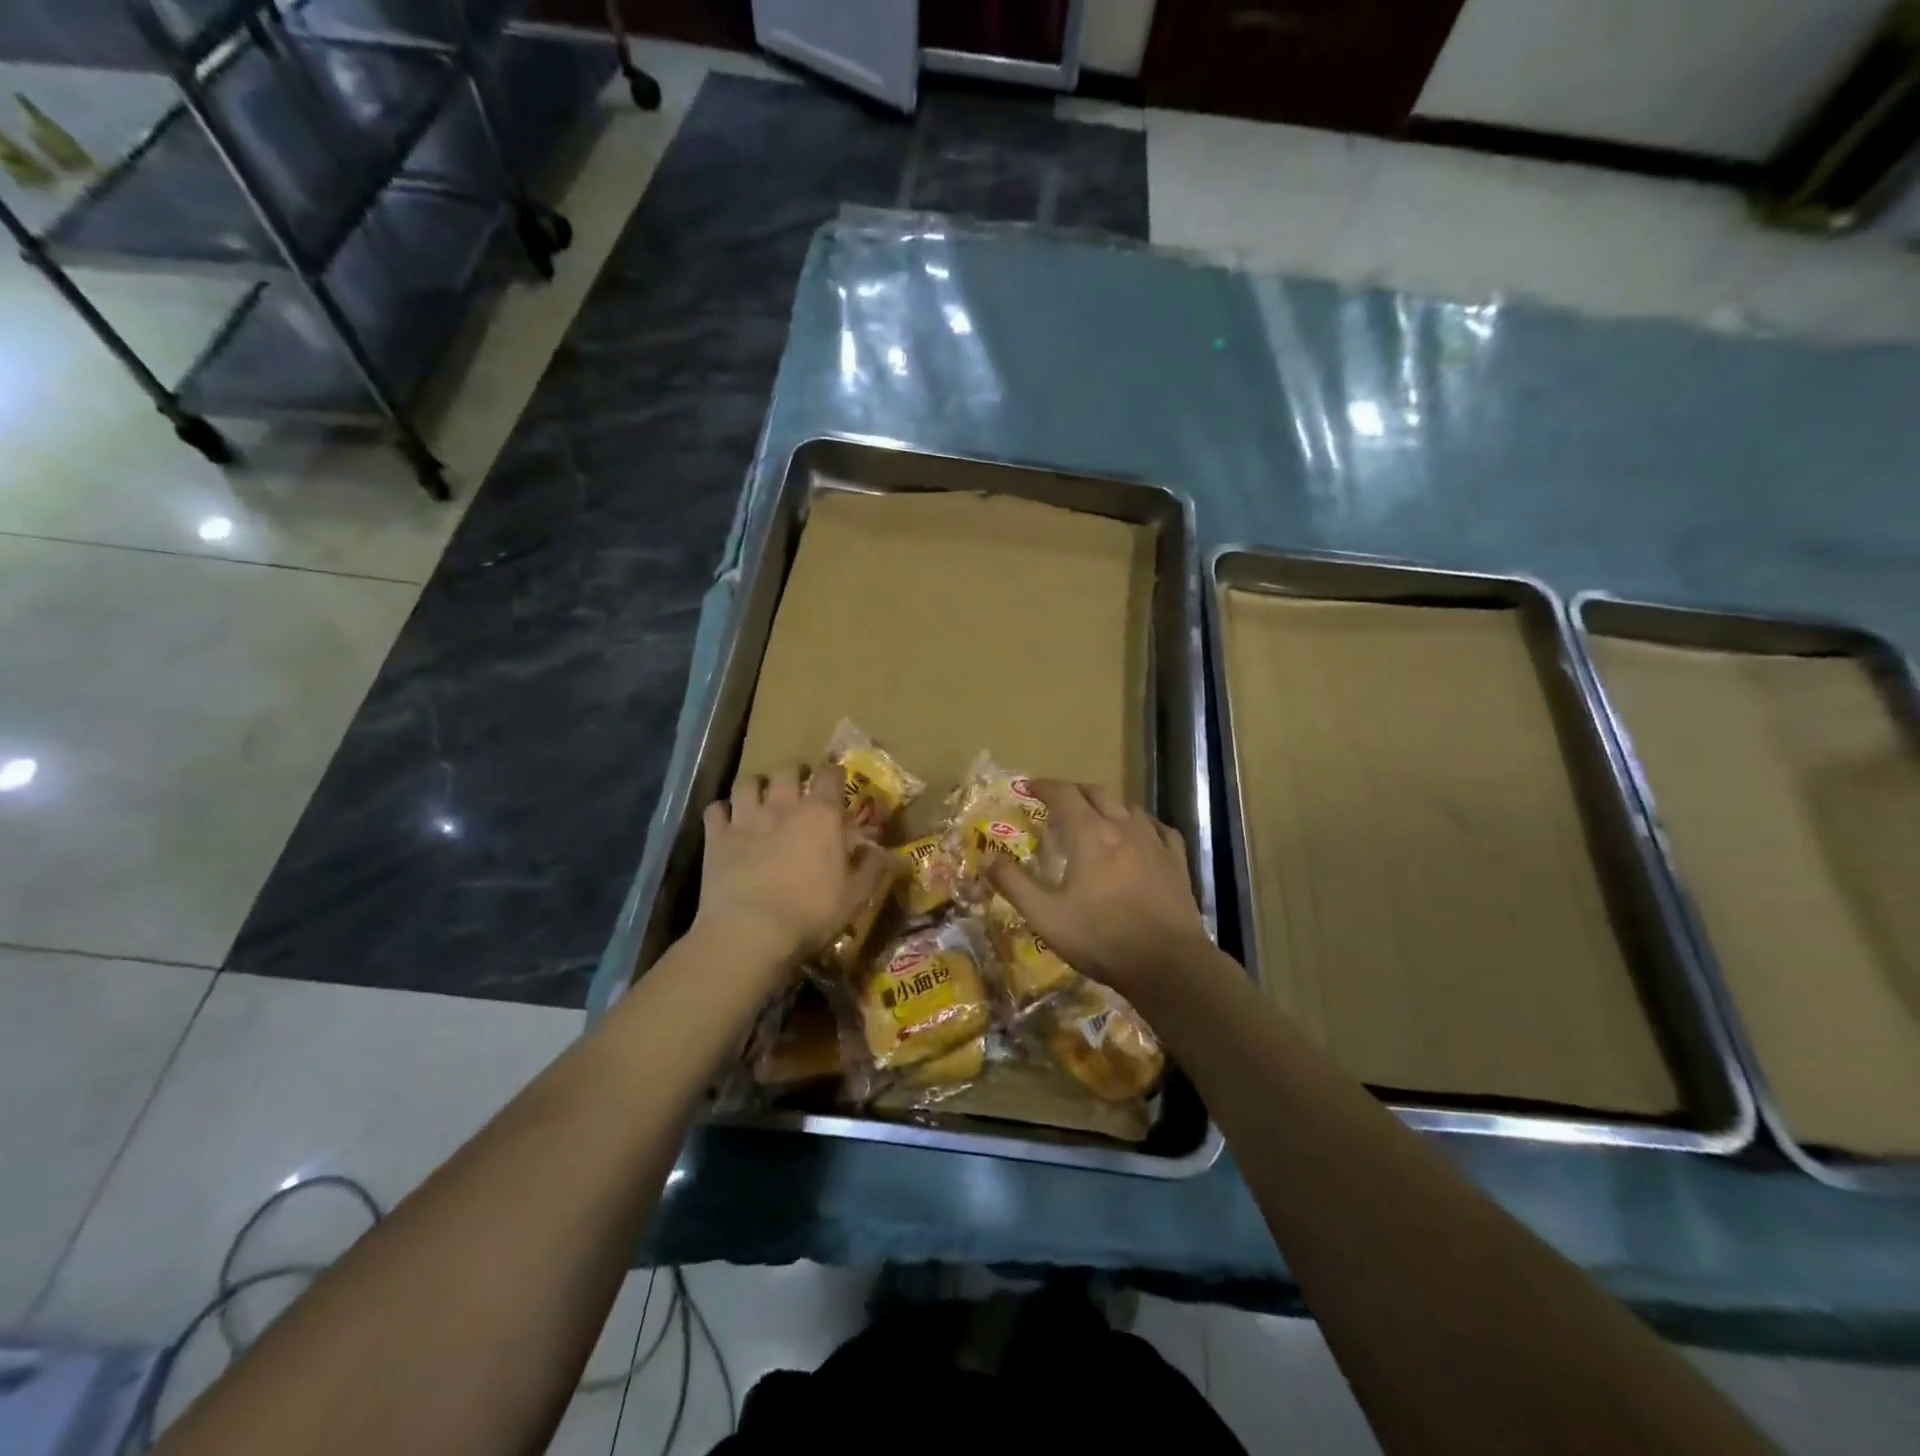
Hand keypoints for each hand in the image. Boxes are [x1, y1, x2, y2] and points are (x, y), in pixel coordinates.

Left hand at [693, 764, 890, 973]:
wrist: (750, 932)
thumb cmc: (811, 913)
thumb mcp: (856, 896)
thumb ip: (873, 868)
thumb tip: (885, 852)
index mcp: (821, 815)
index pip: (830, 775)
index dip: (834, 775)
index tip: (836, 782)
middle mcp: (783, 805)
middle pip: (787, 771)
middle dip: (795, 774)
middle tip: (799, 788)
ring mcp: (746, 818)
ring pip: (748, 783)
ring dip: (757, 787)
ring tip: (761, 799)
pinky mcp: (717, 837)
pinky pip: (715, 809)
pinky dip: (722, 812)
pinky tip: (727, 821)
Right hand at [987, 781, 1211, 1003]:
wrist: (1168, 964)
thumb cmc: (1101, 938)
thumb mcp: (1046, 916)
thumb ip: (1014, 884)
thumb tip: (986, 858)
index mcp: (1089, 835)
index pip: (1064, 794)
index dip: (1044, 786)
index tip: (1029, 787)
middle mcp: (1123, 828)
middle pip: (1097, 793)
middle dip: (1074, 791)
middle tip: (1058, 802)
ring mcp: (1154, 843)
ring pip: (1129, 807)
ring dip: (1108, 804)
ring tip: (1096, 817)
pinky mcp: (1177, 862)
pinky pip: (1160, 829)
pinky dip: (1144, 824)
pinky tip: (1142, 835)